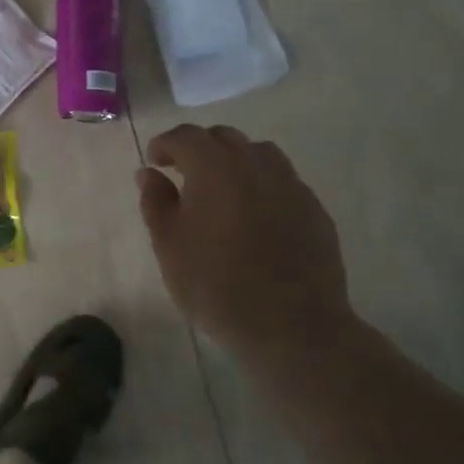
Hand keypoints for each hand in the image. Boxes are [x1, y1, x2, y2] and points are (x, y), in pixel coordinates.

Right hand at [137, 125, 350, 348]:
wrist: (292, 327)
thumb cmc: (216, 286)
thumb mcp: (169, 246)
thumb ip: (156, 202)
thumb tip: (149, 173)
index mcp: (214, 168)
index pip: (185, 136)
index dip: (165, 144)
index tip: (154, 163)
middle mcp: (255, 165)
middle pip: (223, 137)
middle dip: (199, 147)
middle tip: (183, 174)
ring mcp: (290, 184)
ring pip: (258, 152)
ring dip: (234, 160)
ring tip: (222, 190)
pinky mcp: (314, 209)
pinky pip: (282, 180)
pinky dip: (261, 184)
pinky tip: (254, 215)